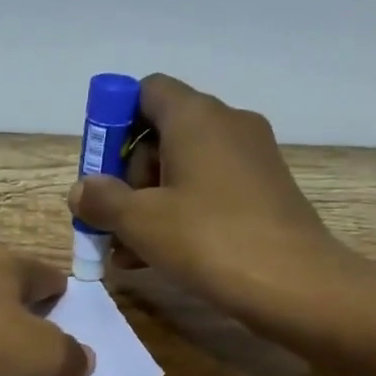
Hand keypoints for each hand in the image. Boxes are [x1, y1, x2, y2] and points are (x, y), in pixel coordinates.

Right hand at [68, 74, 364, 337]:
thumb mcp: (140, 221)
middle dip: (129, 176)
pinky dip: (181, 212)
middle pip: (162, 133)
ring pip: (185, 167)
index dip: (115, 123)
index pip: (146, 91)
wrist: (293, 283)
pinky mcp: (265, 190)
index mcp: (195, 116)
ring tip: (127, 250)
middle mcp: (227, 123)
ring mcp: (251, 157)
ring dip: (150, 202)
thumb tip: (81, 189)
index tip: (100, 169)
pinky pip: (209, 189)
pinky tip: (159, 255)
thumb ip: (102, 200)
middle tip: (113, 219)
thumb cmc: (208, 240)